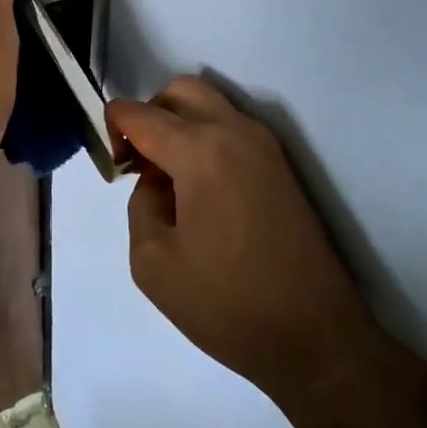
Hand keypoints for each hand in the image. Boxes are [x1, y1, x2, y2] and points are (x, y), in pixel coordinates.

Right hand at [108, 76, 409, 412]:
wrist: (314, 336)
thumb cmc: (226, 304)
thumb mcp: (152, 263)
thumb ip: (141, 204)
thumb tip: (157, 181)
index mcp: (200, 152)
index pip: (140, 113)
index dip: (113, 127)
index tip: (112, 164)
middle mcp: (235, 133)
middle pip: (180, 91)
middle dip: (150, 114)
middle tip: (140, 163)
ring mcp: (265, 147)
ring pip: (211, 105)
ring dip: (181, 125)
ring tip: (169, 180)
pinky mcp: (282, 167)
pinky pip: (233, 130)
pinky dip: (206, 140)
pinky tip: (200, 191)